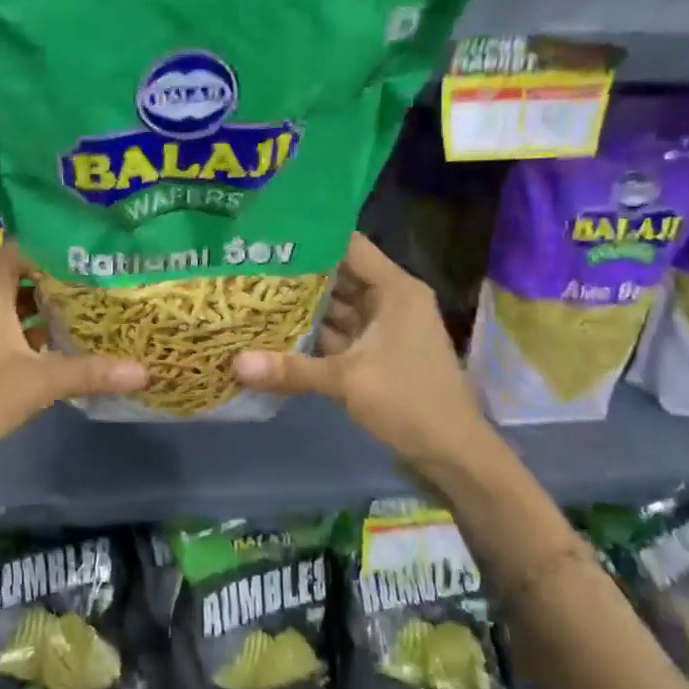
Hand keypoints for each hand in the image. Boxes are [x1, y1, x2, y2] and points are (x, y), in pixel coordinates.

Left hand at [0, 242, 145, 468]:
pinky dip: (22, 329)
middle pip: (18, 276)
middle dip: (56, 282)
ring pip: (7, 303)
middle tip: (98, 285)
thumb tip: (145, 370)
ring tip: (83, 312)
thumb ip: (91, 372)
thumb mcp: (38, 382)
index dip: (56, 251)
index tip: (92, 258)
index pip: (22, 250)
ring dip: (40, 309)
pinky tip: (52, 346)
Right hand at [232, 232, 489, 466]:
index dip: (312, 238)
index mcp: (394, 289)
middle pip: (339, 276)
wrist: (453, 453)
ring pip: (336, 308)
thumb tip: (236, 362)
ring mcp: (383, 329)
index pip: (349, 246)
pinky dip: (312, 335)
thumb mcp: (347, 381)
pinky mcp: (376, 355)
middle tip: (249, 265)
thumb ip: (291, 369)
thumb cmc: (409, 401)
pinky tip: (275, 332)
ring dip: (302, 306)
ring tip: (253, 294)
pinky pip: (339, 335)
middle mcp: (390, 301)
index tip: (269, 235)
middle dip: (298, 274)